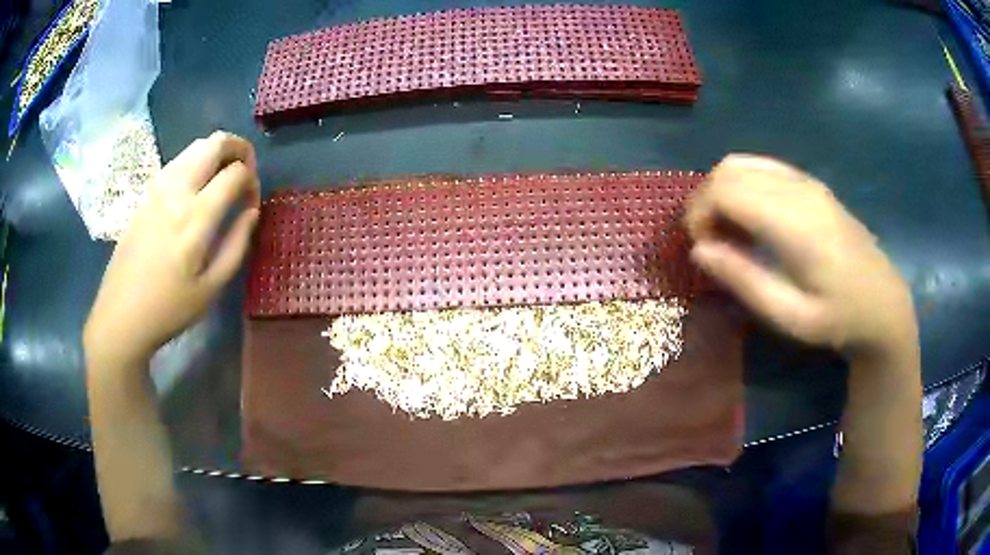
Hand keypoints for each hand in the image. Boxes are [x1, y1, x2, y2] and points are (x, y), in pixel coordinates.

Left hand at [84, 131, 260, 366]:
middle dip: (239, 149)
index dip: (252, 181)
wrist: (121, 315)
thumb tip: (251, 212)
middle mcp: (177, 190)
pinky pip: (177, 162)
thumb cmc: (169, 309)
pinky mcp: (146, 194)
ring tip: (222, 179)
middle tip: (245, 172)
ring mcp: (158, 188)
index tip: (251, 203)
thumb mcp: (211, 288)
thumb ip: (236, 245)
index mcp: (196, 216)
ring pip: (195, 147)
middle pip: (215, 143)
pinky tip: (195, 190)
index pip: (236, 172)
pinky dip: (195, 163)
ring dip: (216, 153)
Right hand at [686, 154, 915, 357]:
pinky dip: (743, 184)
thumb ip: (744, 280)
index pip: (725, 190)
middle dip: (705, 201)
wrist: (883, 304)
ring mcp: (807, 181)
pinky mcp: (811, 184)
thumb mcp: (790, 316)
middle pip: (728, 170)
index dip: (699, 214)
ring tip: (728, 230)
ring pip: (743, 163)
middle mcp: (798, 189)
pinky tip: (751, 217)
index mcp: (795, 223)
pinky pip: (763, 167)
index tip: (700, 249)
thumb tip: (698, 250)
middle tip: (710, 243)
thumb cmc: (838, 318)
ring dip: (722, 191)